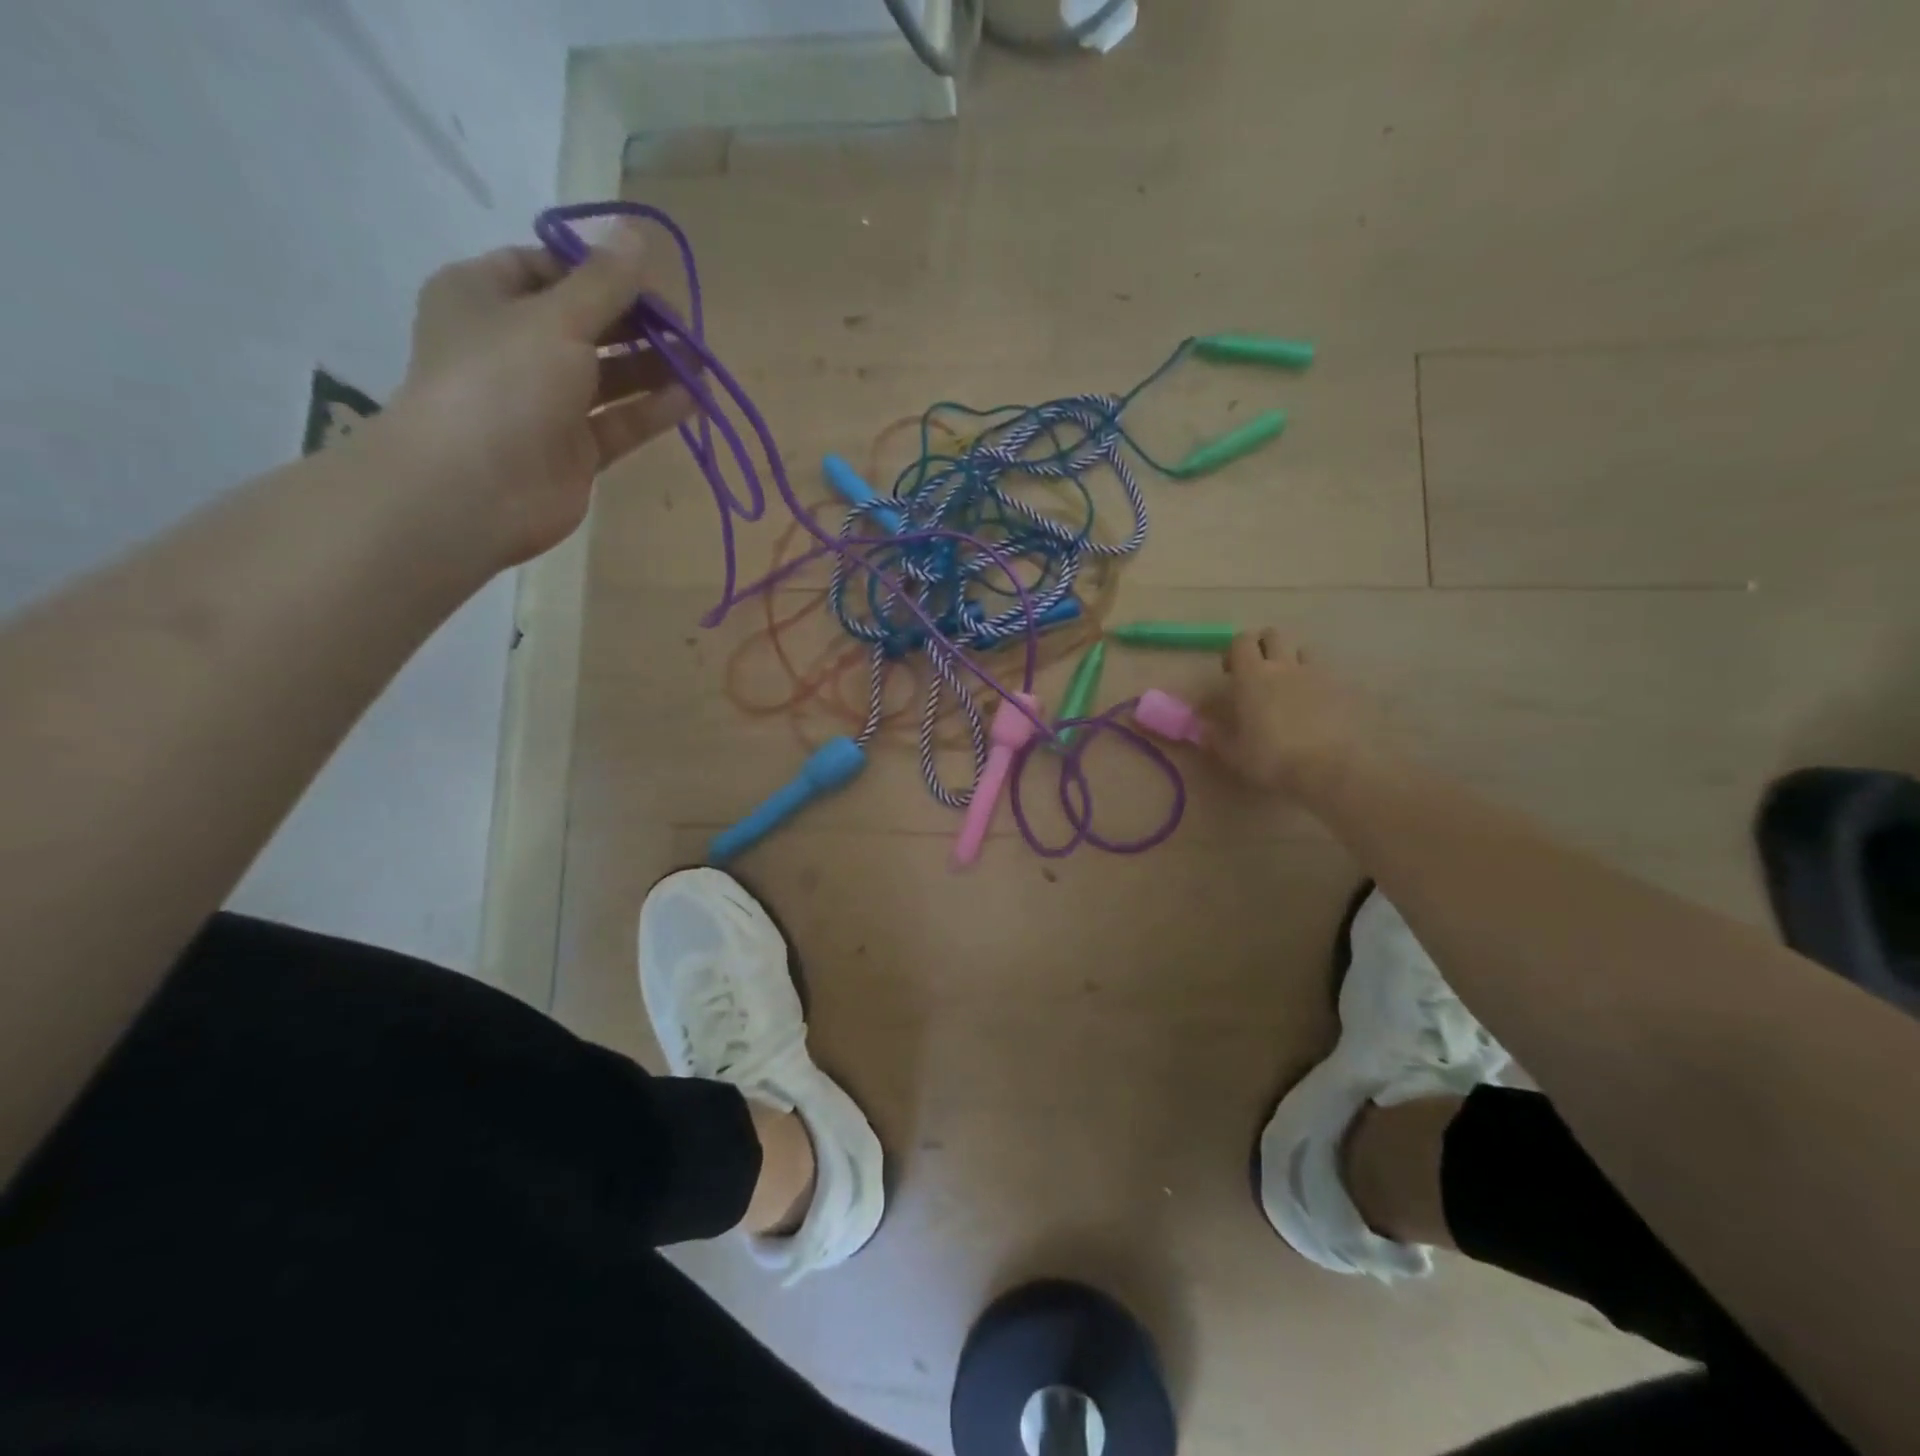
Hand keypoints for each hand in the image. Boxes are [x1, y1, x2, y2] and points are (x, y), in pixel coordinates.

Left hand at [383, 226, 695, 568]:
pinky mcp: (574, 449)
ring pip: (608, 376)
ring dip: (653, 367)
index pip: (548, 269)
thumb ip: (604, 283)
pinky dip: (653, 411)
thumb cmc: (504, 383)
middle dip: (636, 323)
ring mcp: (546, 402)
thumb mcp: (556, 317)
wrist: (475, 489)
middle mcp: (515, 346)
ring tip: (701, 364)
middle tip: (685, 328)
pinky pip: (620, 422)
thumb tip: (636, 236)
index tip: (648, 280)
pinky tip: (693, 400)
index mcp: (486, 296)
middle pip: (586, 323)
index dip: (599, 270)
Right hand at [1202, 628, 1372, 795]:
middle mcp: (1283, 665)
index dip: (1234, 651)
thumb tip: (1202, 726)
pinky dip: (1314, 680)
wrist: (1327, 769)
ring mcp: (1314, 674)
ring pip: (1301, 650)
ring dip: (1291, 660)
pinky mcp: (1339, 689)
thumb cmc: (1271, 758)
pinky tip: (1312, 704)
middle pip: (1273, 635)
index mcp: (1252, 675)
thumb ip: (1215, 735)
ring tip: (1287, 685)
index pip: (1241, 641)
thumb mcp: (1233, 753)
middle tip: (1257, 672)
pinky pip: (1323, 673)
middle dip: (1263, 647)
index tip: (1230, 672)